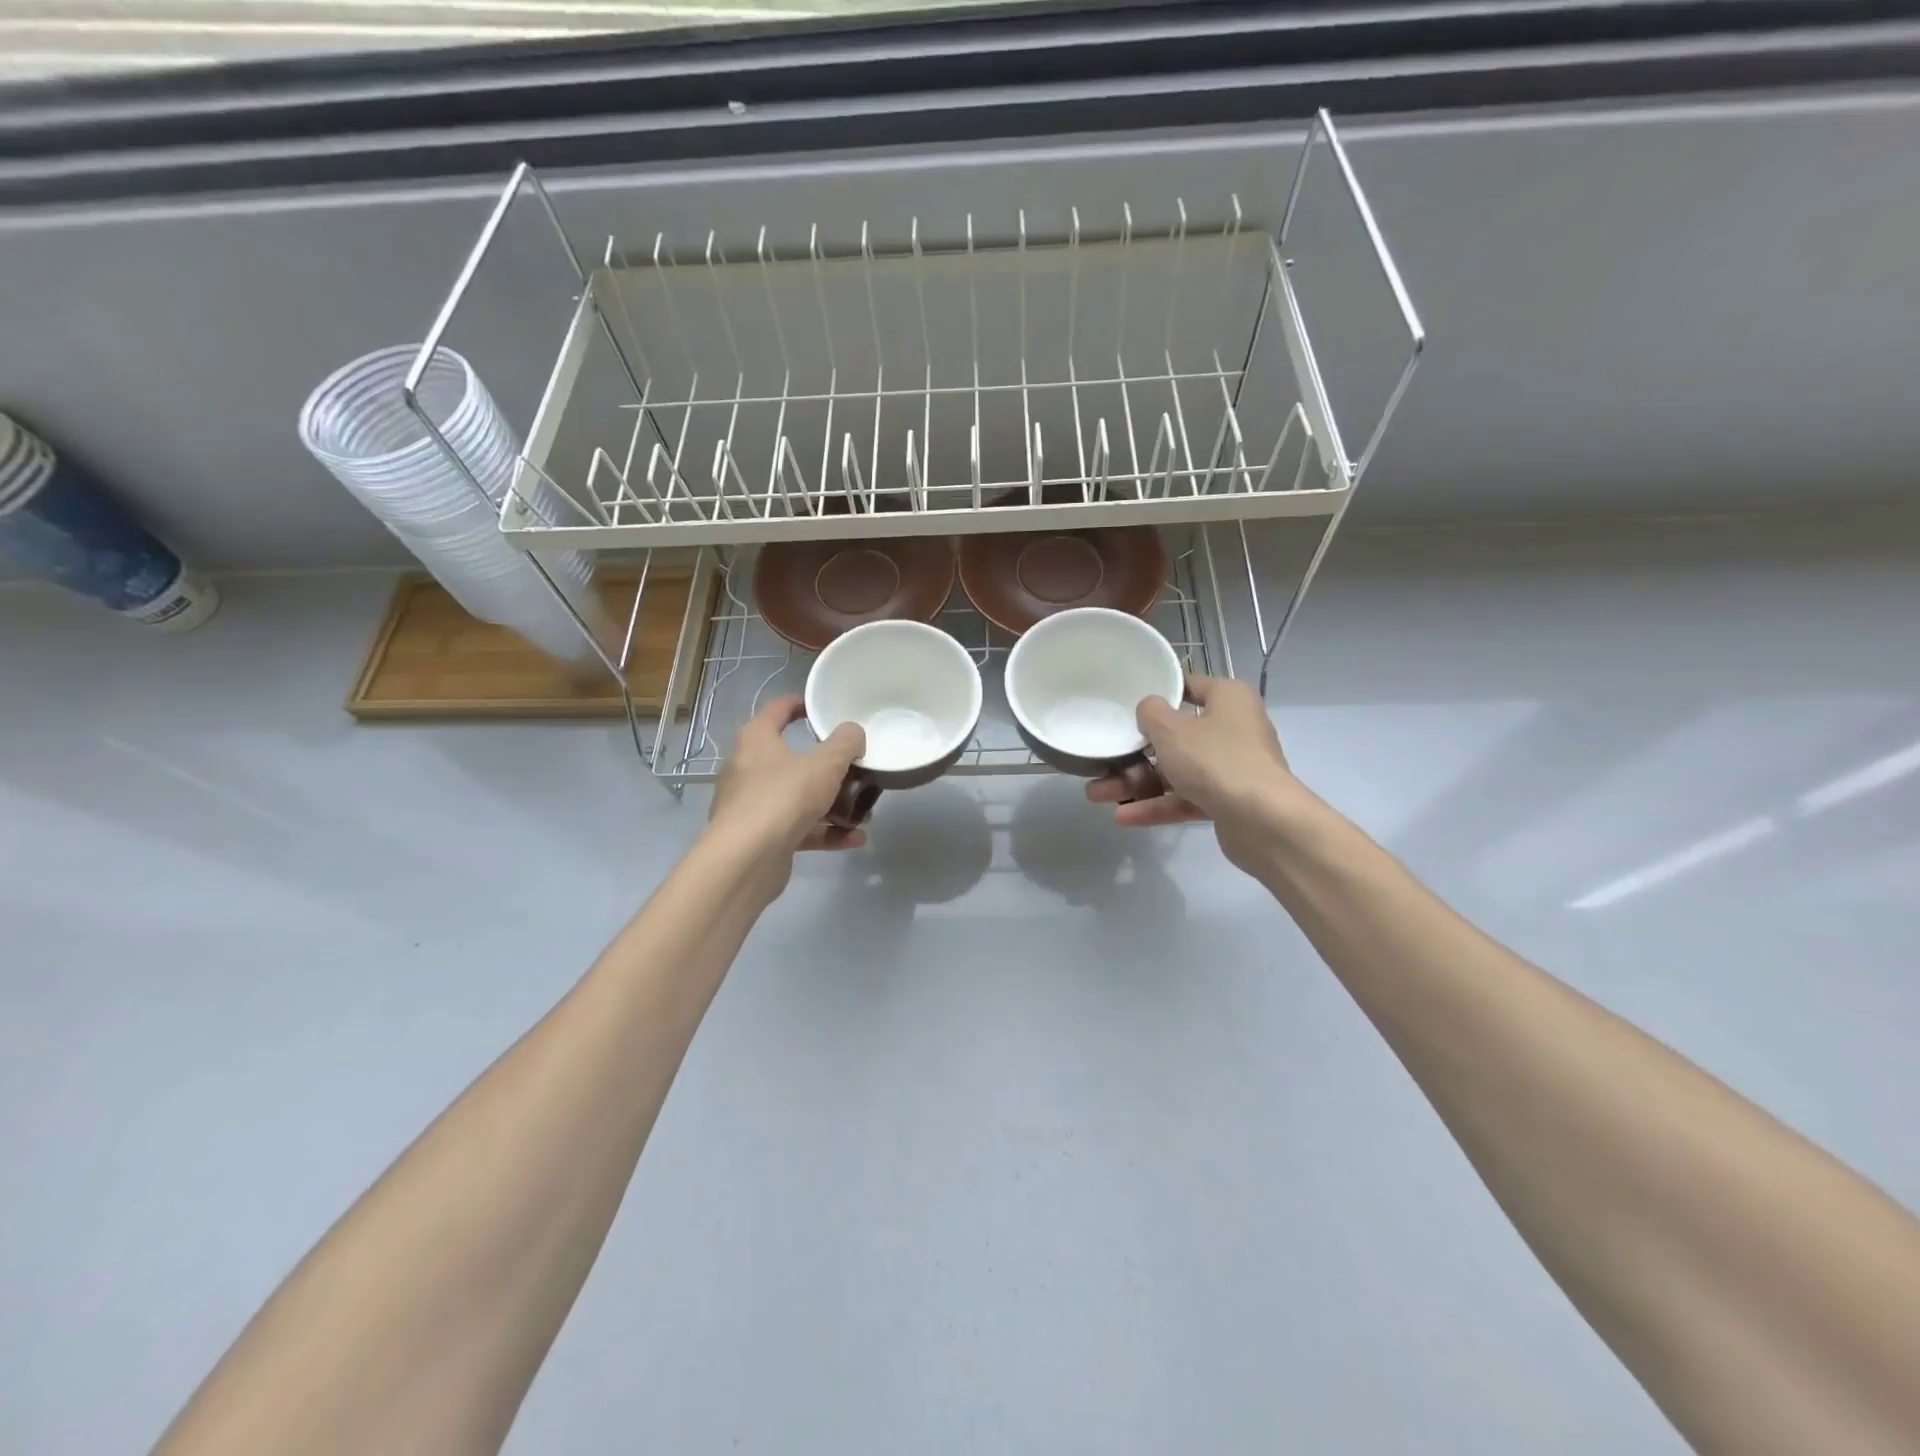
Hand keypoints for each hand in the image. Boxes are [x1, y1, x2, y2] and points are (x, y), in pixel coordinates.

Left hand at [709, 695, 867, 860]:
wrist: (746, 860)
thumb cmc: (784, 797)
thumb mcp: (825, 764)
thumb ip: (845, 743)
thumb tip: (854, 733)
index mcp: (757, 739)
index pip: (779, 709)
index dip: (803, 704)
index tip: (825, 709)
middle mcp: (749, 767)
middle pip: (794, 758)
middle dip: (829, 766)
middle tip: (855, 769)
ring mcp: (752, 804)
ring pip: (798, 796)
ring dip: (832, 804)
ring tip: (863, 812)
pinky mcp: (760, 836)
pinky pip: (798, 827)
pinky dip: (824, 831)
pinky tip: (854, 838)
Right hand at [1086, 673, 1299, 874]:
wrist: (1264, 822)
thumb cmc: (1216, 760)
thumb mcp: (1172, 730)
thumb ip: (1151, 713)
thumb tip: (1149, 708)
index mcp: (1228, 699)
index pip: (1189, 685)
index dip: (1158, 692)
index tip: (1126, 701)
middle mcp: (1234, 728)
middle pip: (1176, 735)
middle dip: (1135, 752)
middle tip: (1102, 759)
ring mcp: (1232, 767)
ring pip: (1177, 771)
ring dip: (1137, 782)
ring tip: (1097, 794)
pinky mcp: (1228, 801)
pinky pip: (1185, 798)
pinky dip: (1157, 805)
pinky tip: (1123, 816)